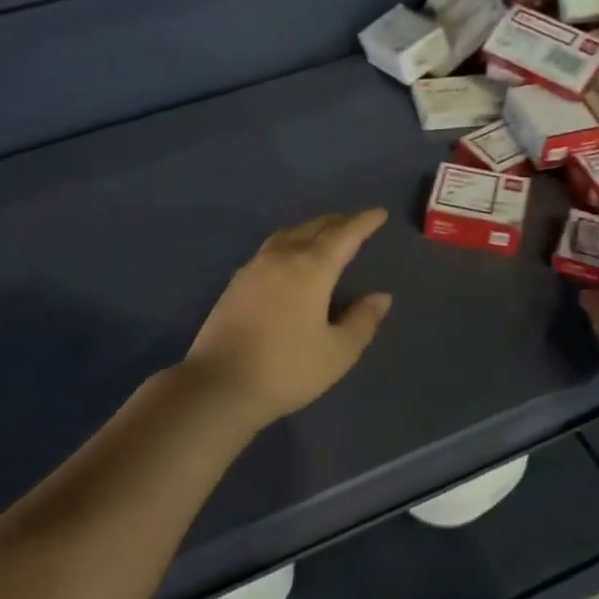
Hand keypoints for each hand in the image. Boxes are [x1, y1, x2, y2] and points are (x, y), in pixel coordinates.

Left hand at [183, 210, 393, 431]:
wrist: (219, 384)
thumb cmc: (287, 370)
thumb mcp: (337, 352)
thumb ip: (362, 321)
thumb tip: (380, 296)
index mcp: (311, 269)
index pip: (344, 235)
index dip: (363, 222)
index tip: (379, 213)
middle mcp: (281, 258)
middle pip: (313, 228)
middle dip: (337, 222)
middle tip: (354, 222)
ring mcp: (254, 268)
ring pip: (287, 235)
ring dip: (310, 229)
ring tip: (323, 235)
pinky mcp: (235, 283)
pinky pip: (269, 249)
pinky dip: (289, 243)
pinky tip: (289, 259)